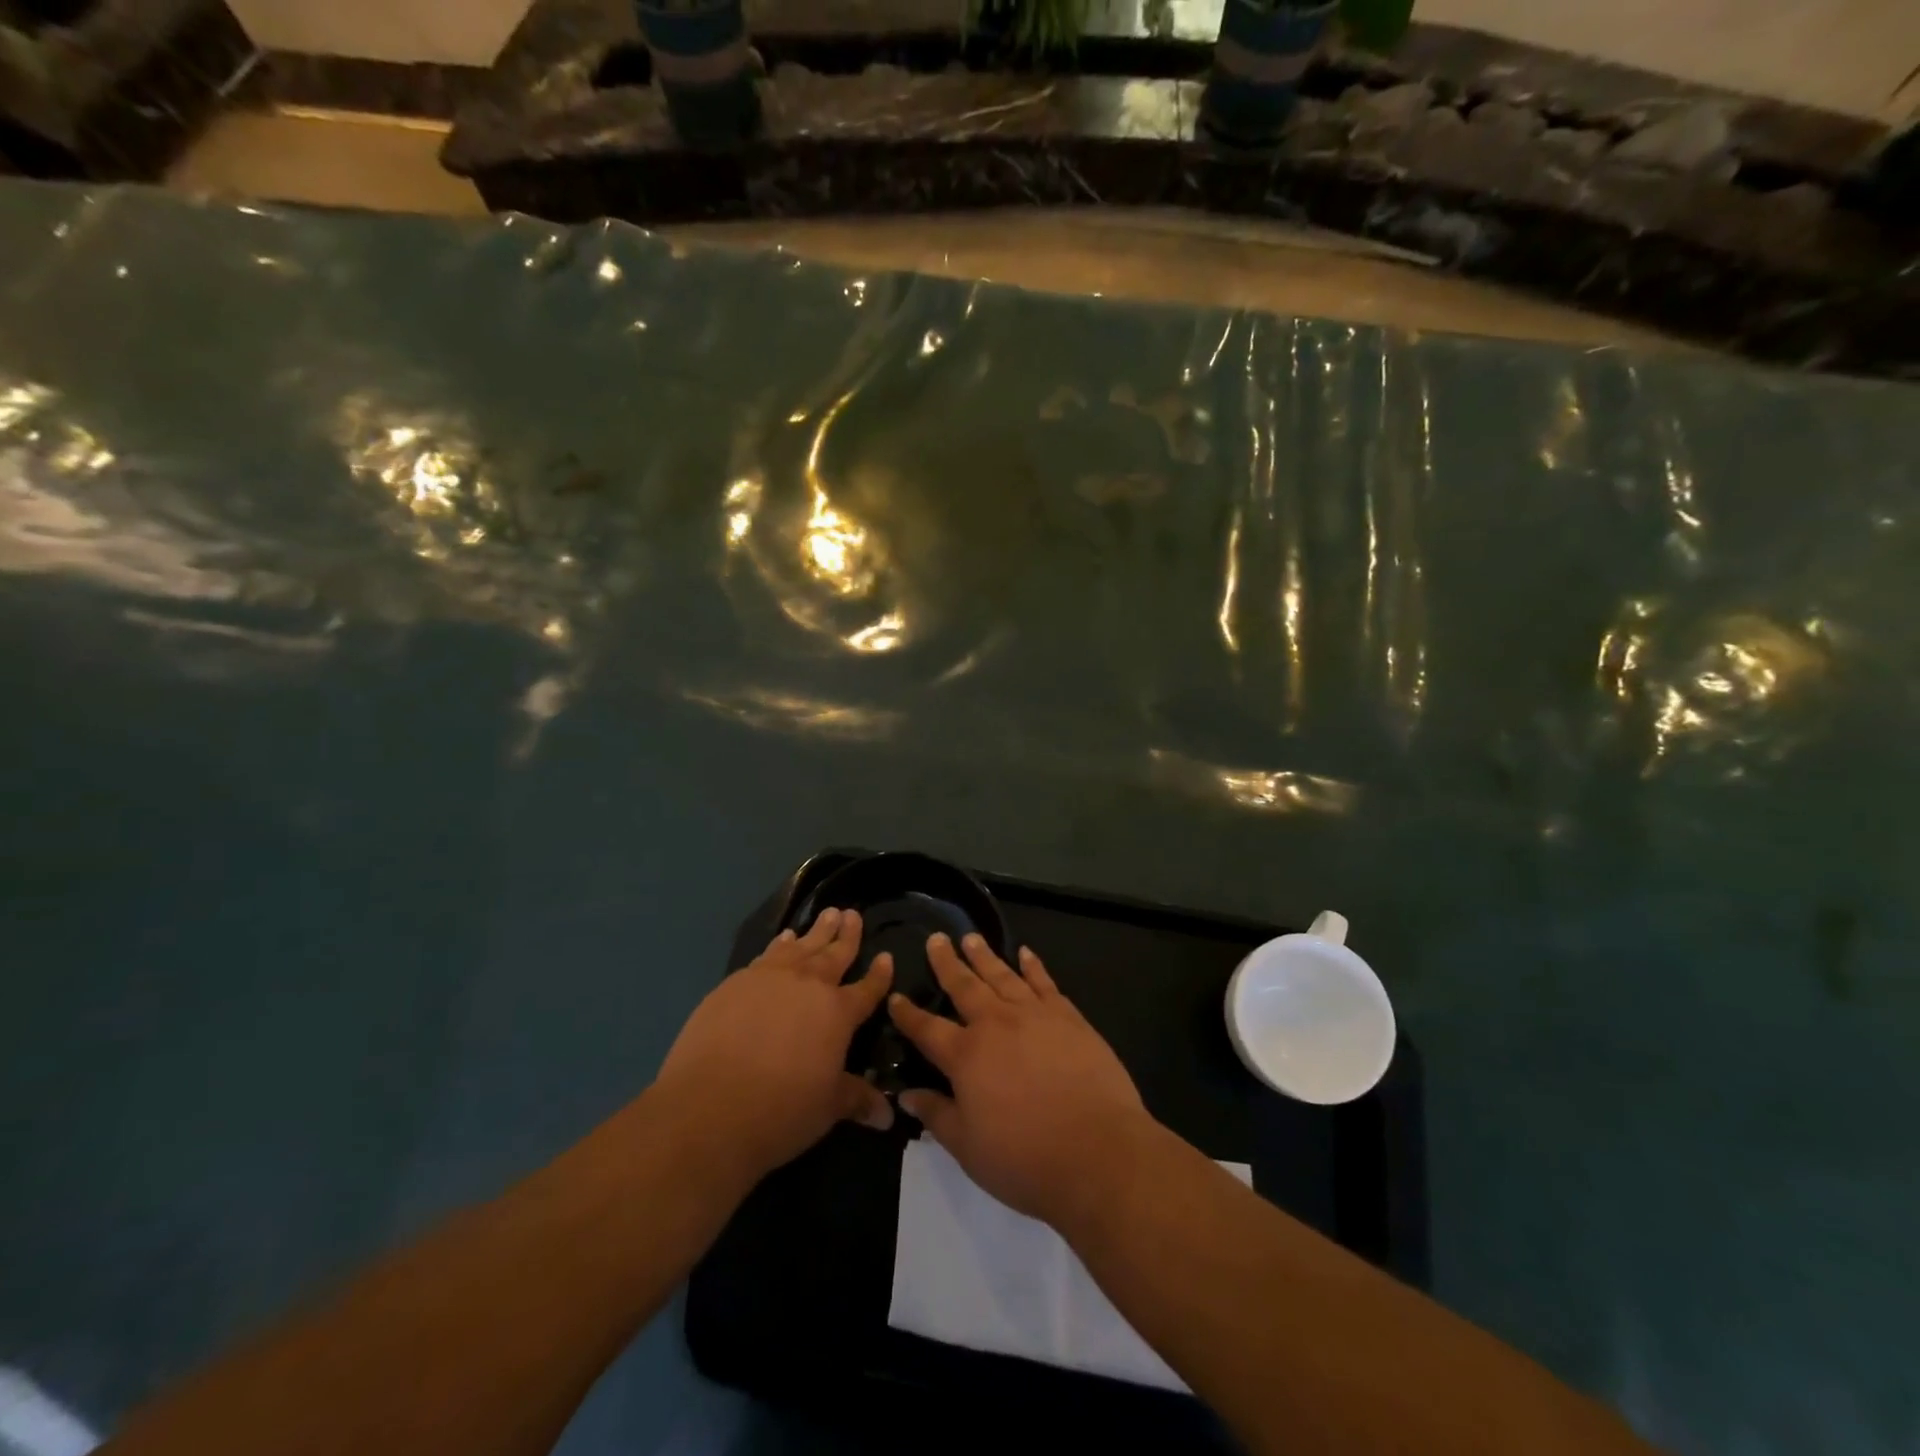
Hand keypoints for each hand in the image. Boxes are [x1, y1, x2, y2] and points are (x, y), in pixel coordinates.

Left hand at [653, 908, 893, 1184]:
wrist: (710, 1106)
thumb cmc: (781, 1110)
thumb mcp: (827, 1108)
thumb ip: (856, 1099)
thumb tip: (888, 1115)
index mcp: (838, 1012)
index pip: (867, 988)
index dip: (879, 974)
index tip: (887, 956)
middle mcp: (808, 985)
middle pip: (834, 953)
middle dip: (846, 934)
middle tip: (852, 914)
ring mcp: (769, 979)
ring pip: (800, 946)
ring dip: (815, 931)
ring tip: (826, 914)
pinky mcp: (735, 983)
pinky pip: (766, 956)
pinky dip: (779, 945)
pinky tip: (781, 940)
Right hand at [887, 933, 1150, 1229]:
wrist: (1097, 1150)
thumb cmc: (1025, 1158)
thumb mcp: (967, 1148)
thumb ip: (936, 1115)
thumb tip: (906, 1094)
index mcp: (966, 1056)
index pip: (927, 1028)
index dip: (908, 1014)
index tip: (895, 996)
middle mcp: (996, 1024)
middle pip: (964, 986)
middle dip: (947, 963)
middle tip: (936, 939)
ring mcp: (1034, 1015)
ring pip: (1002, 976)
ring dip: (984, 956)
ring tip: (971, 937)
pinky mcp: (1068, 1016)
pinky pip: (1044, 982)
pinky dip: (1033, 965)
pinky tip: (1025, 953)